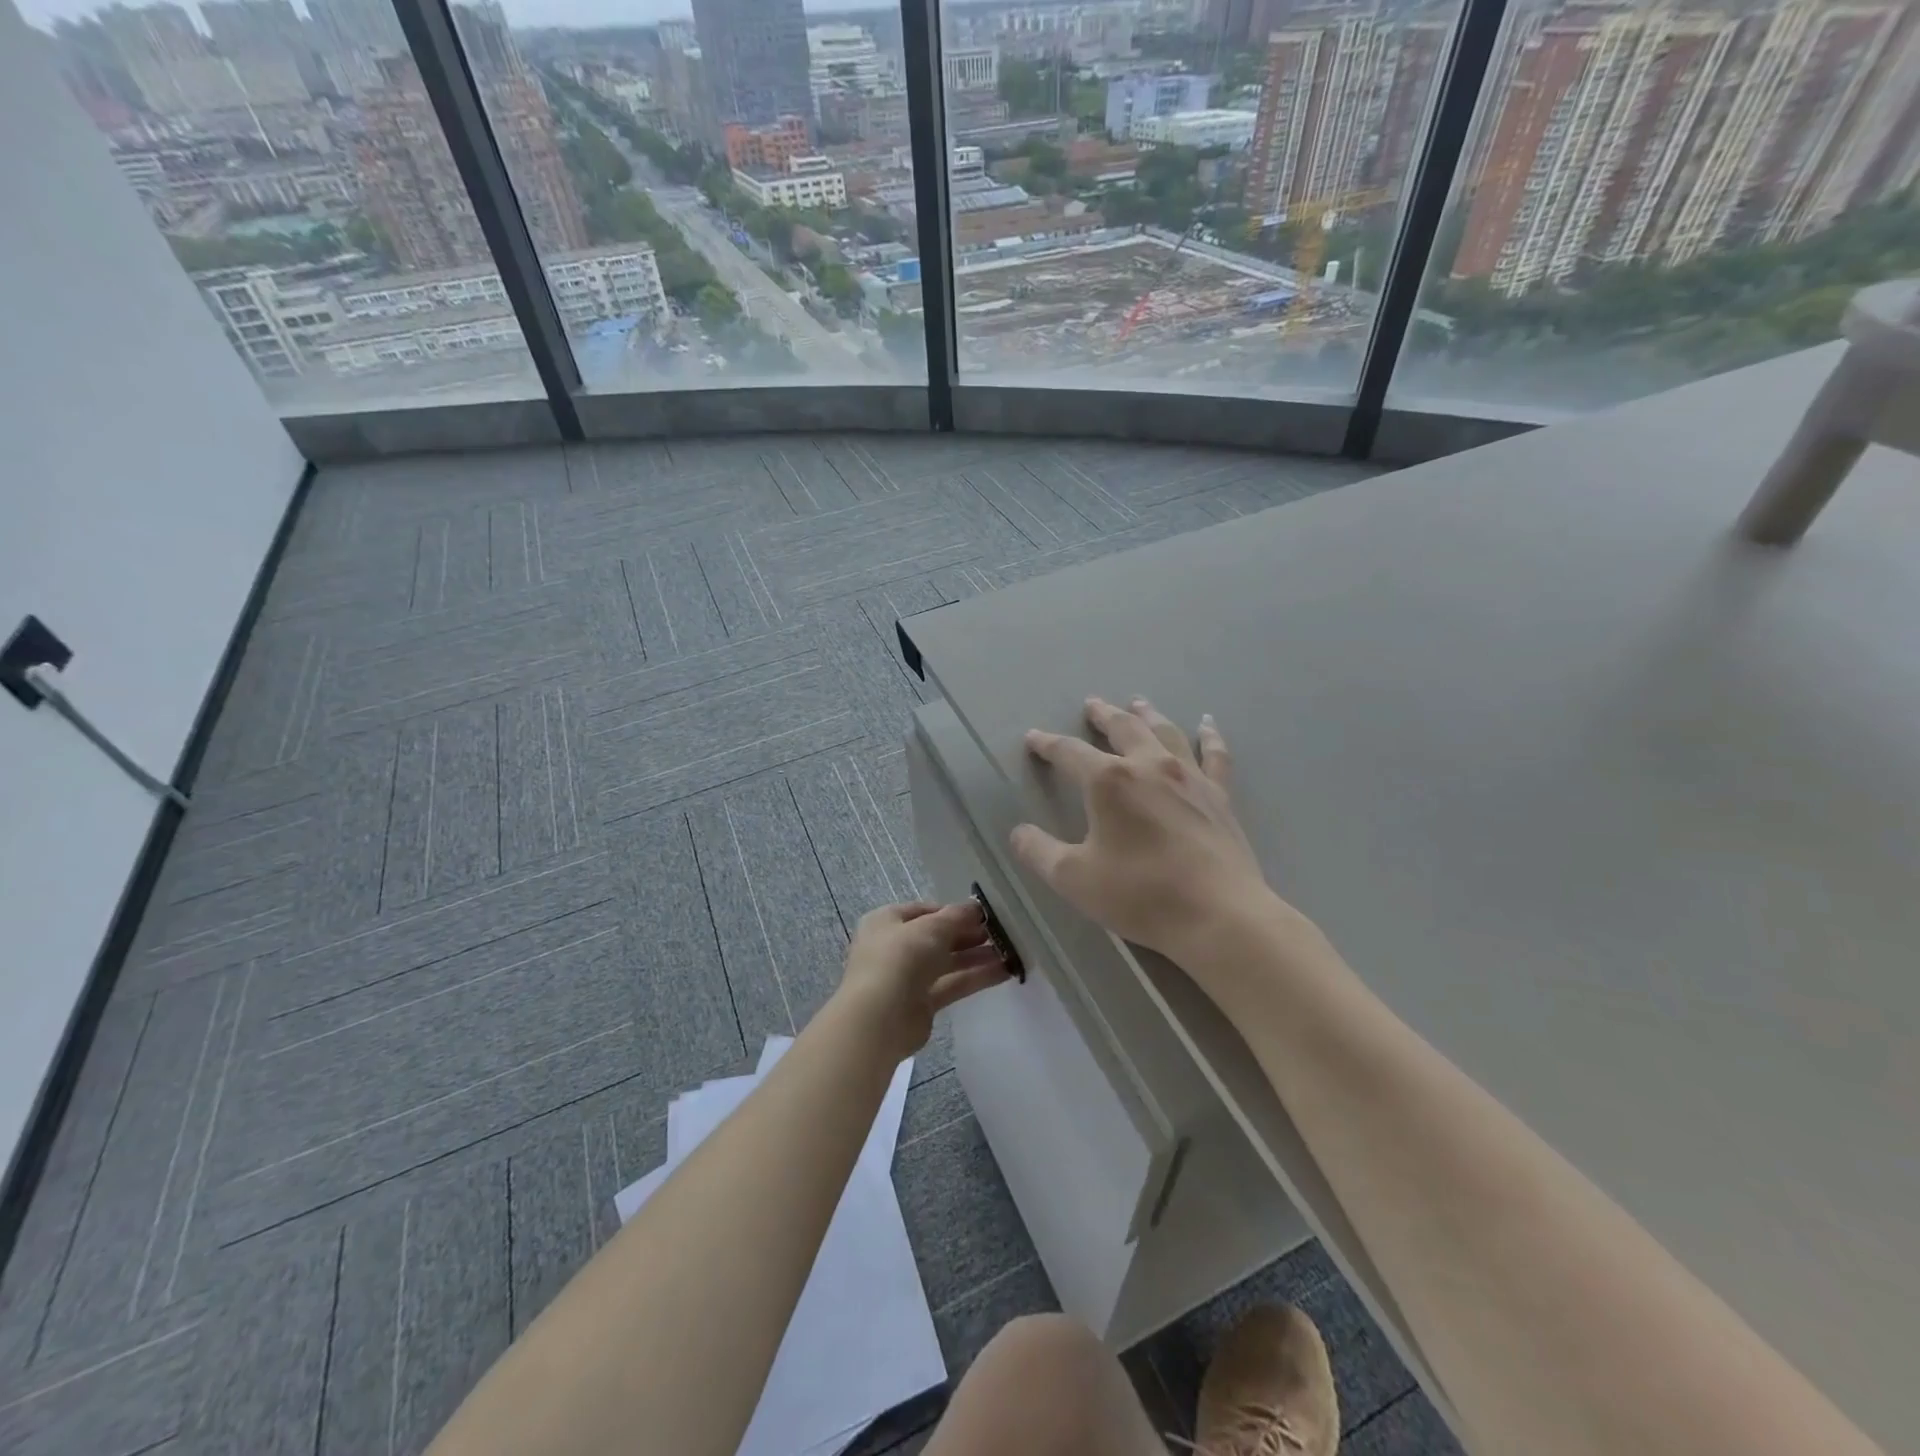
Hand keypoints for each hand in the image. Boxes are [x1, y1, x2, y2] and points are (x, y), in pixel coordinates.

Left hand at [836, 901, 1009, 1060]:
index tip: (983, 914)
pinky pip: (951, 984)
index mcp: (887, 921)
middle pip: (938, 937)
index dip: (953, 911)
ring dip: (976, 956)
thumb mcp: (931, 927)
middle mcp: (894, 947)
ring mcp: (907, 977)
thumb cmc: (900, 958)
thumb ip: (956, 916)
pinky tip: (1004, 972)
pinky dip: (975, 978)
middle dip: (969, 934)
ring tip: (1010, 951)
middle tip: (1001, 933)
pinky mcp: (921, 1004)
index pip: (925, 910)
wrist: (879, 1018)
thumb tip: (976, 906)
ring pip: (947, 962)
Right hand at [1010, 697, 1277, 960]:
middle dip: (1102, 715)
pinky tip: (1208, 724)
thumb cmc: (1139, 894)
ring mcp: (1188, 777)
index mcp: (1108, 781)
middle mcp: (1149, 765)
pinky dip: (1210, 736)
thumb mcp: (1073, 878)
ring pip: (1165, 732)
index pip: (1069, 752)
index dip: (1048, 744)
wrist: (1217, 914)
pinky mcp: (1219, 795)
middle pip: (1122, 728)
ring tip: (1137, 703)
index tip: (1033, 738)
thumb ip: (1039, 852)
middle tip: (1092, 704)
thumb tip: (1018, 833)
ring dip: (1147, 715)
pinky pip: (1214, 755)